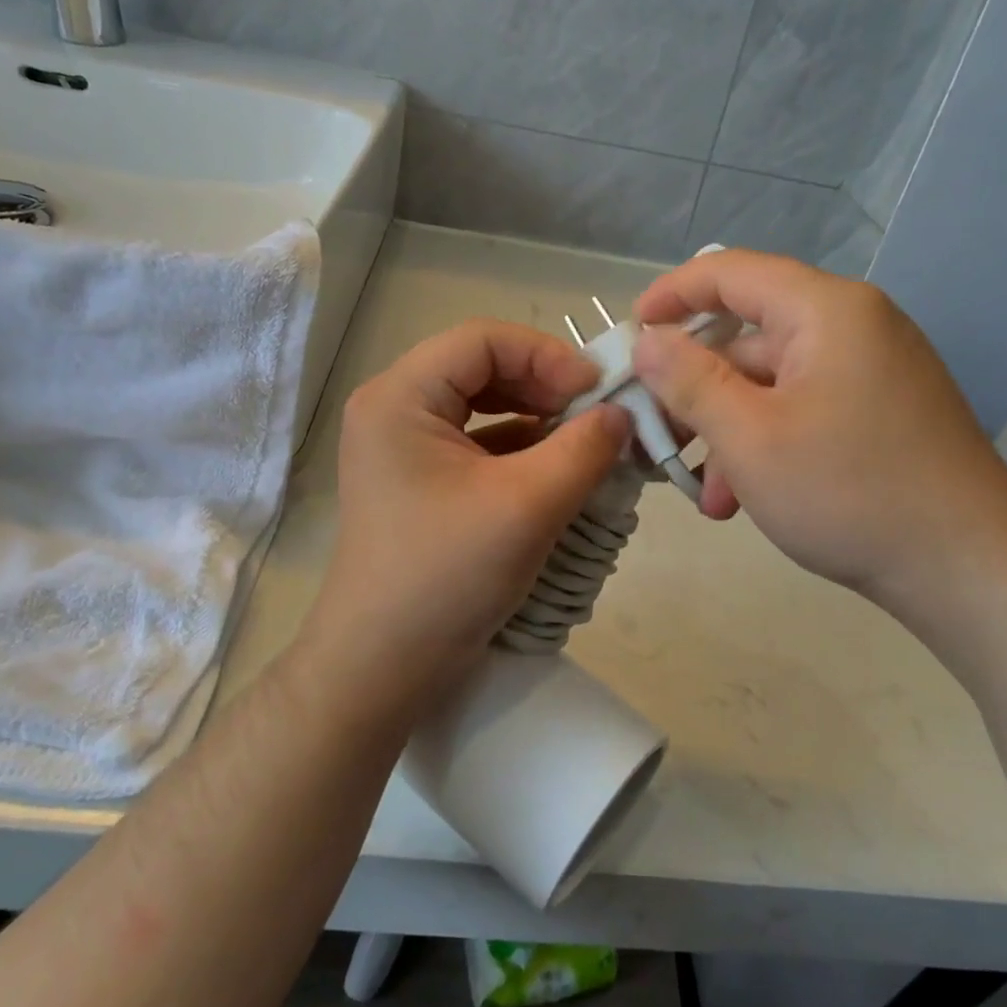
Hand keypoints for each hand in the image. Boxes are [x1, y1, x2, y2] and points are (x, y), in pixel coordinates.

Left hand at [302, 320, 629, 715]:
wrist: (383, 666)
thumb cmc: (446, 577)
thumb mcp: (527, 506)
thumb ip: (584, 448)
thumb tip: (622, 413)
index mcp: (400, 397)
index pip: (483, 340)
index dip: (547, 355)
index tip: (599, 392)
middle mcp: (394, 410)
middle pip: (482, 368)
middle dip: (546, 386)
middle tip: (598, 416)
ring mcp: (404, 448)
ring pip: (483, 407)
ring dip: (539, 418)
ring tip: (587, 442)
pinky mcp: (420, 482)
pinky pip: (478, 445)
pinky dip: (522, 449)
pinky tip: (560, 469)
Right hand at [632, 252, 1006, 611]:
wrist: (969, 568)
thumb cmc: (848, 492)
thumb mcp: (748, 437)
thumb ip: (689, 380)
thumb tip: (648, 340)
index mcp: (825, 311)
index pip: (731, 272)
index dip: (671, 294)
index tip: (628, 331)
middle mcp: (853, 327)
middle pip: (748, 336)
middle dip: (695, 388)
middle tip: (654, 434)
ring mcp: (871, 372)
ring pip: (771, 383)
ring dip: (727, 429)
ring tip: (704, 492)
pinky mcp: (880, 413)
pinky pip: (802, 410)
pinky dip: (765, 443)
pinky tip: (742, 498)